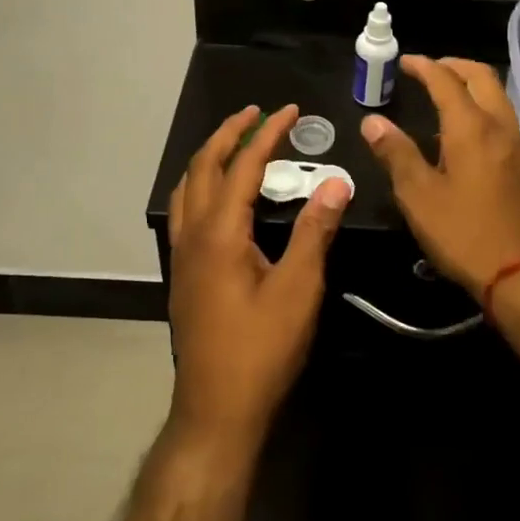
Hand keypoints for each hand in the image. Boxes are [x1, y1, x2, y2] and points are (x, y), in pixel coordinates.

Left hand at [167, 104, 350, 453]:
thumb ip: (314, 231)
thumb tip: (336, 181)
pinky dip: (201, 184)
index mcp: (220, 232)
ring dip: (210, 156)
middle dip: (229, 133)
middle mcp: (193, 234)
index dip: (268, 133)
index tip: (290, 110)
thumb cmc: (261, 349)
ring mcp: (183, 254)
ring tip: (235, 142)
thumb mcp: (298, 289)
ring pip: (188, 187)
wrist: (216, 410)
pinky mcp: (184, 273)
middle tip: (257, 112)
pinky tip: (220, 196)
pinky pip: (185, 209)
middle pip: (204, 166)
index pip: (243, 165)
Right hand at [359, 57, 519, 296]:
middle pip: (481, 76)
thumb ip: (395, 153)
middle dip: (453, 65)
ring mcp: (516, 144)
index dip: (423, 66)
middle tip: (426, 68)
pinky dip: (480, 106)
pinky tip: (460, 132)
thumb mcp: (418, 195)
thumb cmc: (464, 233)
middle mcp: (498, 126)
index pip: (446, 81)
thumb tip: (372, 122)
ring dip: (470, 84)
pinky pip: (501, 116)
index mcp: (471, 128)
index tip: (404, 61)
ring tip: (442, 93)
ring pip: (496, 95)